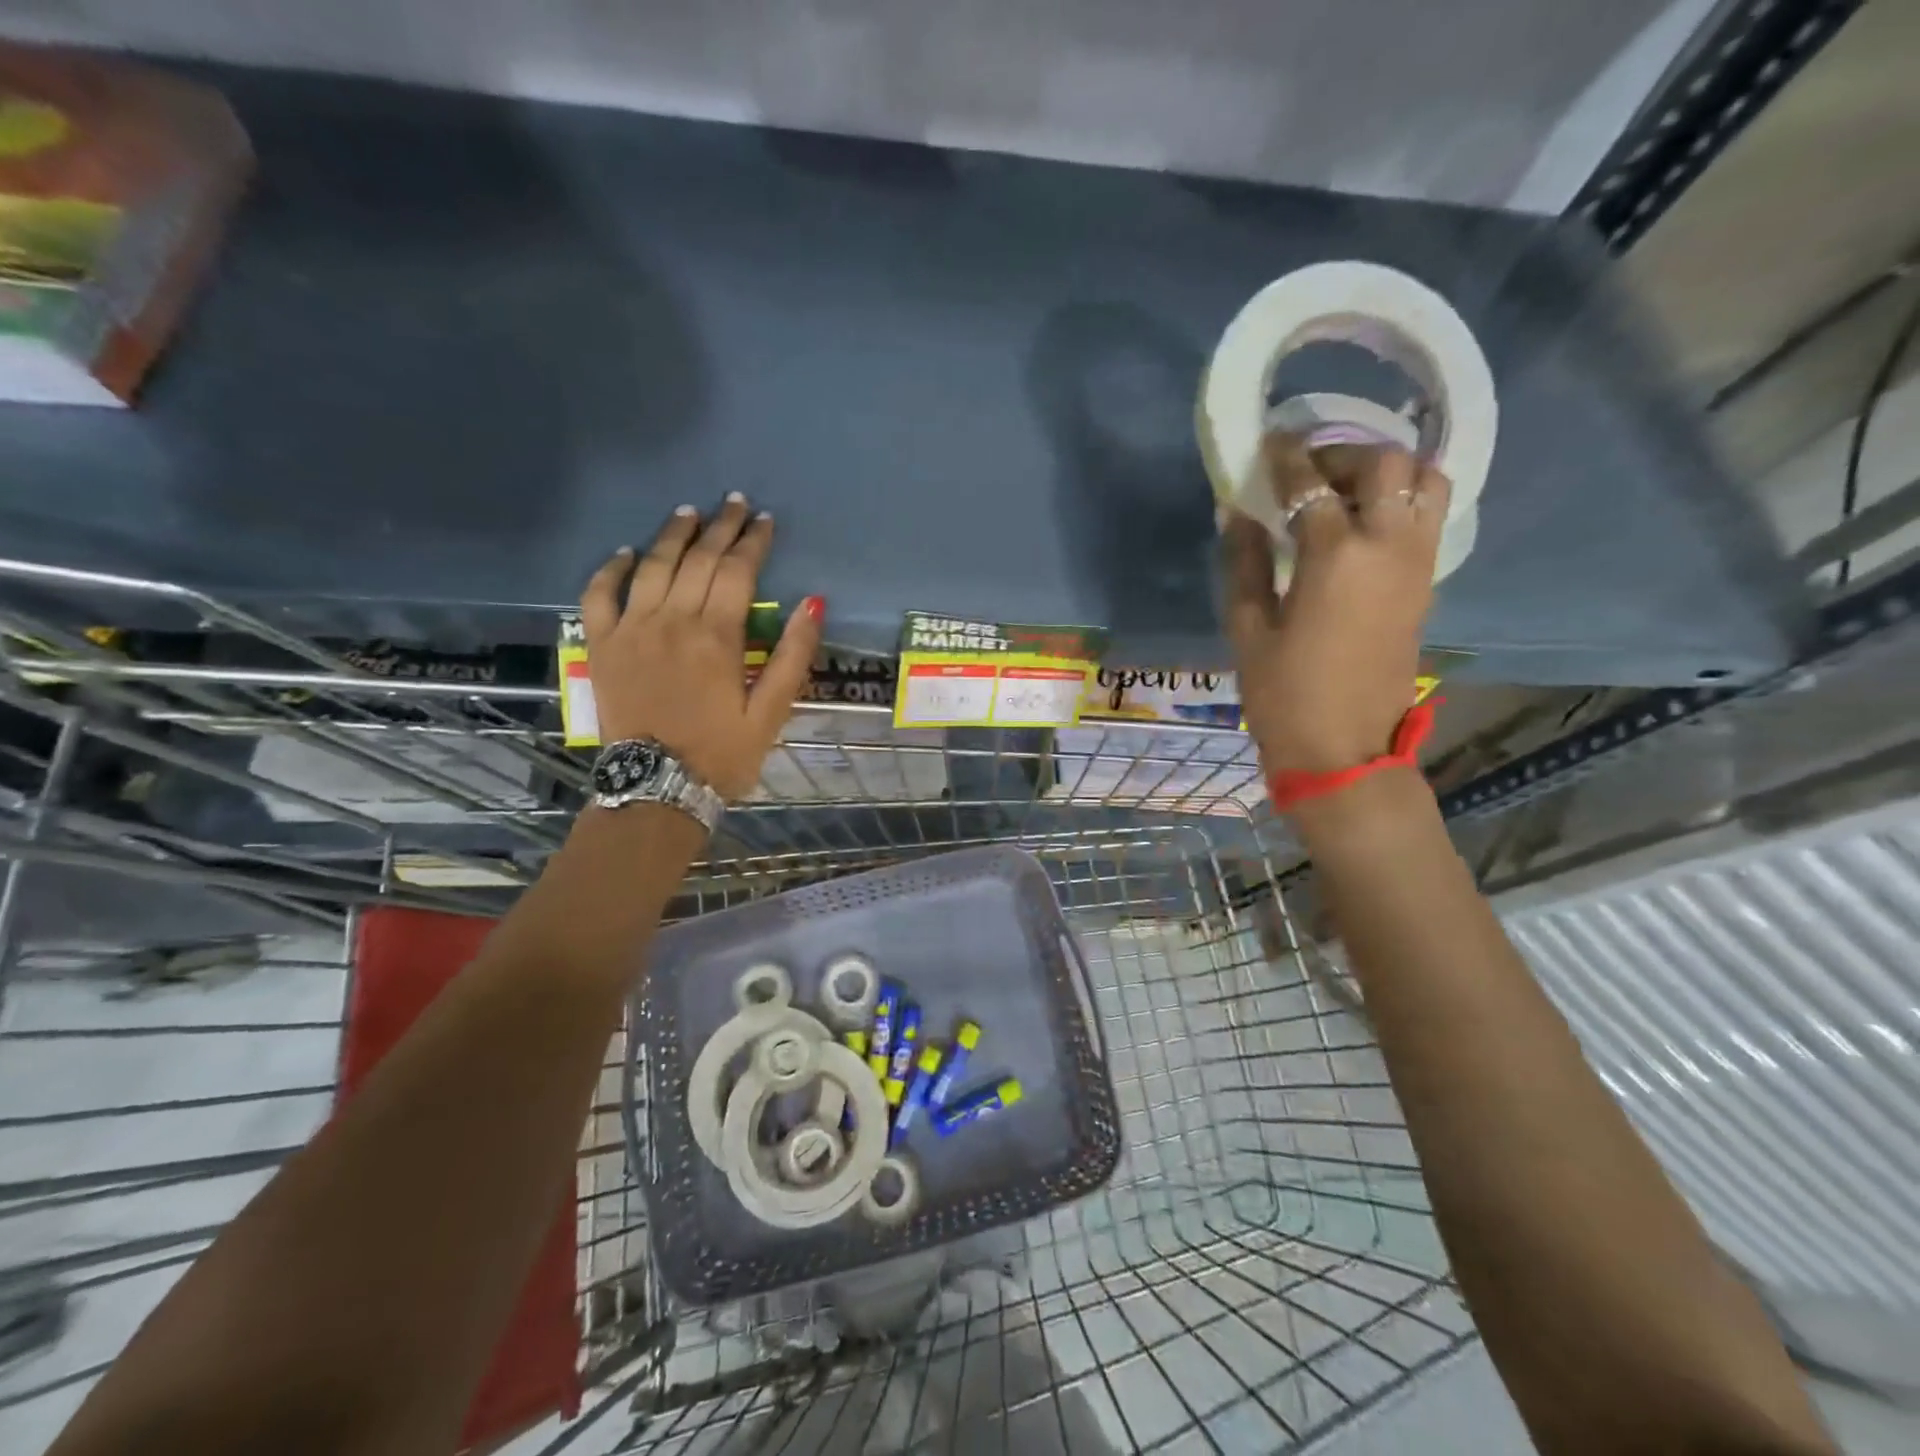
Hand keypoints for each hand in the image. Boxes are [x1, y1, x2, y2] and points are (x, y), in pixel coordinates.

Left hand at [580, 494, 823, 799]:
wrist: (656, 787)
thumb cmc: (722, 754)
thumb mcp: (771, 712)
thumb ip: (791, 655)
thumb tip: (812, 602)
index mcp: (716, 636)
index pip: (737, 571)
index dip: (753, 542)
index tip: (766, 521)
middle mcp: (672, 620)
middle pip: (698, 559)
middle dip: (720, 527)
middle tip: (735, 503)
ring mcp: (631, 629)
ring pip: (652, 566)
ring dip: (673, 534)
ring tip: (689, 512)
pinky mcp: (602, 645)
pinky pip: (599, 595)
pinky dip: (611, 569)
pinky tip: (626, 553)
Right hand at [1223, 434, 1448, 778]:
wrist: (1344, 749)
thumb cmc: (1283, 694)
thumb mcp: (1248, 628)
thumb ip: (1245, 562)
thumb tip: (1238, 512)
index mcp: (1336, 556)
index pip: (1311, 482)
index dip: (1286, 457)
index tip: (1267, 443)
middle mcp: (1388, 546)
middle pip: (1385, 464)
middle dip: (1342, 453)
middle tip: (1306, 471)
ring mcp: (1416, 564)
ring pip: (1425, 482)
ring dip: (1386, 471)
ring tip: (1344, 490)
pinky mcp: (1426, 585)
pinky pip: (1428, 517)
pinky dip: (1402, 499)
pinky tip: (1363, 521)